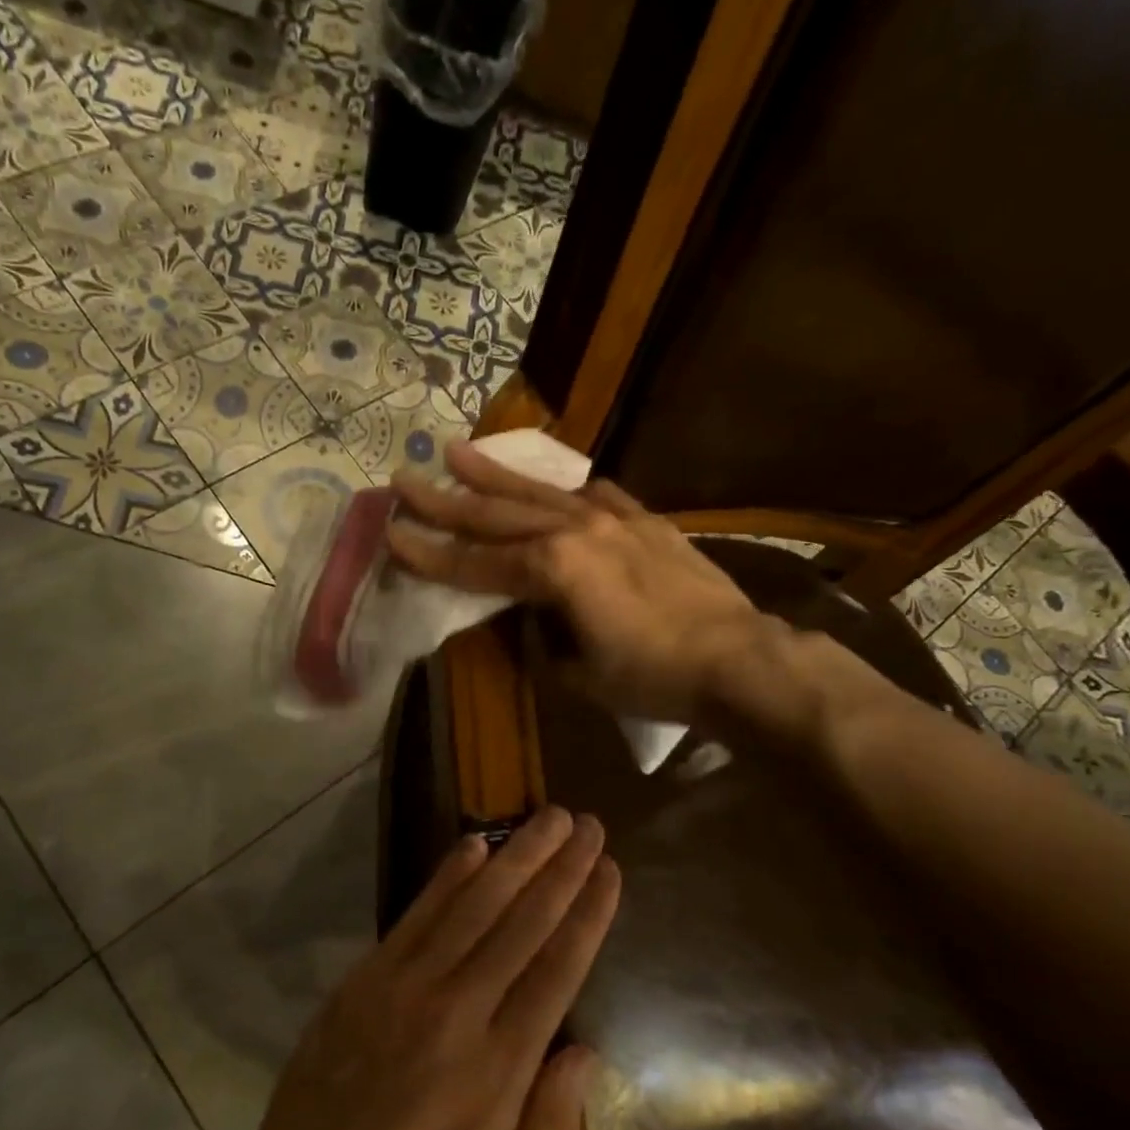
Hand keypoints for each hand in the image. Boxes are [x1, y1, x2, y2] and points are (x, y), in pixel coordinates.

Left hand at [226, 807, 618, 1129]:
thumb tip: (586, 1052)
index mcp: (498, 1070)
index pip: (557, 970)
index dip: (587, 914)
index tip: (609, 871)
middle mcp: (458, 1012)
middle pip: (522, 923)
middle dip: (561, 868)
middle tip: (589, 824)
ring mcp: (407, 987)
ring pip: (473, 906)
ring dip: (515, 856)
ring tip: (548, 817)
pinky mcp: (367, 978)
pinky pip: (416, 915)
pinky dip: (448, 876)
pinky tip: (474, 846)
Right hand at [388, 440, 774, 722]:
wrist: (737, 658)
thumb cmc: (652, 677)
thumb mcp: (578, 673)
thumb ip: (542, 637)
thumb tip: (530, 616)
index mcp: (553, 571)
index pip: (475, 563)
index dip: (430, 553)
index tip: (392, 534)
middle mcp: (575, 532)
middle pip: (497, 513)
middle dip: (445, 499)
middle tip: (403, 478)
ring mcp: (613, 519)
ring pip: (541, 491)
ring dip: (495, 474)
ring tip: (457, 452)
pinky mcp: (644, 521)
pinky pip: (595, 495)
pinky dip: (567, 489)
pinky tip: (555, 481)